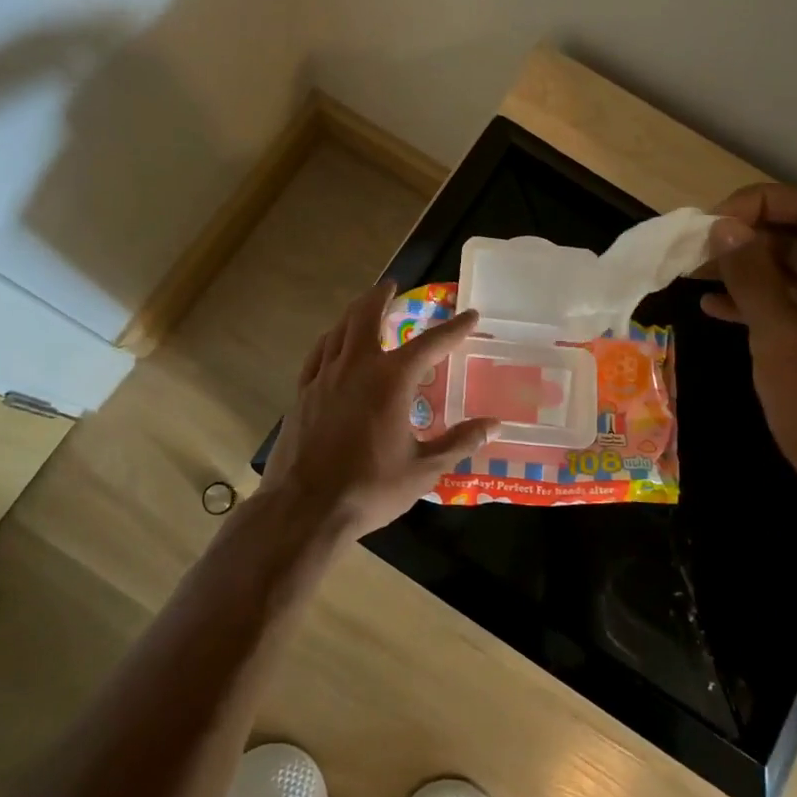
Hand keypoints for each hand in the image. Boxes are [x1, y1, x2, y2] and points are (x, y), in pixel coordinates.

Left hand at [260, 281, 496, 538]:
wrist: (305, 509)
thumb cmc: (370, 488)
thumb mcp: (423, 470)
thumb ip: (459, 442)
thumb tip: (494, 425)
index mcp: (391, 380)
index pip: (431, 344)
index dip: (454, 328)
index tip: (471, 315)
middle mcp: (357, 367)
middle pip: (367, 317)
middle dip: (382, 297)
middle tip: (393, 286)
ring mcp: (324, 377)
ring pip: (339, 330)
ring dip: (354, 312)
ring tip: (364, 305)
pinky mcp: (302, 393)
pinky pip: (318, 354)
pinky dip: (330, 339)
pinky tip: (332, 342)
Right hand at [702, 182, 796, 574]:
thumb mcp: (782, 339)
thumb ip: (752, 275)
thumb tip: (723, 226)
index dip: (756, 206)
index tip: (707, 224)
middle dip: (747, 239)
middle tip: (691, 249)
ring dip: (748, 272)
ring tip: (692, 273)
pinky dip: (762, 305)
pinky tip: (715, 308)